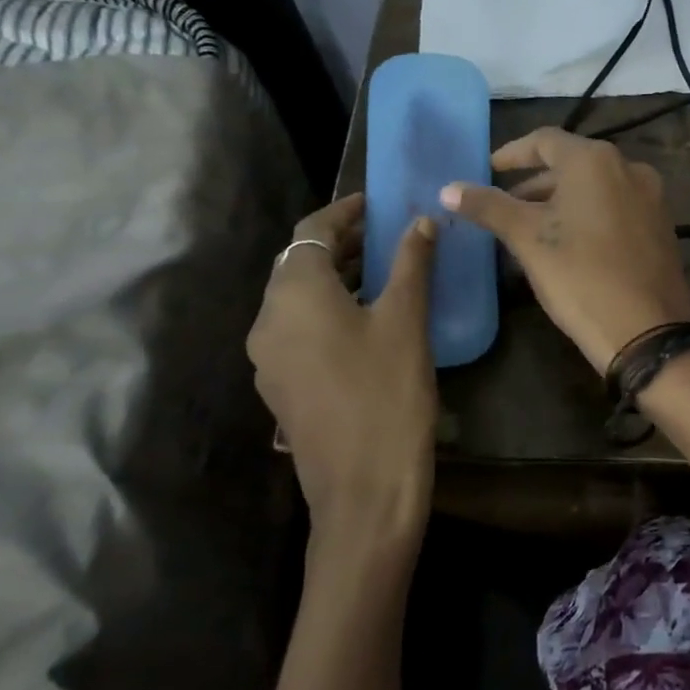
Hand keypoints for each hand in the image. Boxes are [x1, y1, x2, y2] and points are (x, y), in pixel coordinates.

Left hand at [246, 194, 437, 553]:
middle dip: (343, 244)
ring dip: (337, 278)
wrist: (364, 486)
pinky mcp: (280, 385)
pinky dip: (329, 311)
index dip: (346, 211)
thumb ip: (411, 264)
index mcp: (294, 294)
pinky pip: (300, 329)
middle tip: (390, 236)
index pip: (312, 230)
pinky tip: (367, 321)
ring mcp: (268, 357)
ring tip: (385, 273)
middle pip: (300, 263)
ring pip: (298, 299)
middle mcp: (267, 319)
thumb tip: (421, 222)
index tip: (380, 203)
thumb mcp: (406, 322)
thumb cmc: (389, 393)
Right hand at [441, 127, 689, 372]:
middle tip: (504, 208)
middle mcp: (630, 168)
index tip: (487, 171)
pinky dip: (589, 217)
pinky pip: (616, 210)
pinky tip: (569, 246)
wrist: (647, 330)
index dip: (512, 155)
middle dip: (535, 185)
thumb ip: (489, 207)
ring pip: (595, 190)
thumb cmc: (581, 277)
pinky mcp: (662, 228)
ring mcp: (652, 198)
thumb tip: (449, 188)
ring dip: (561, 203)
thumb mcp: (528, 240)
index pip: (545, 141)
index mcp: (595, 160)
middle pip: (572, 165)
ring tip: (531, 231)